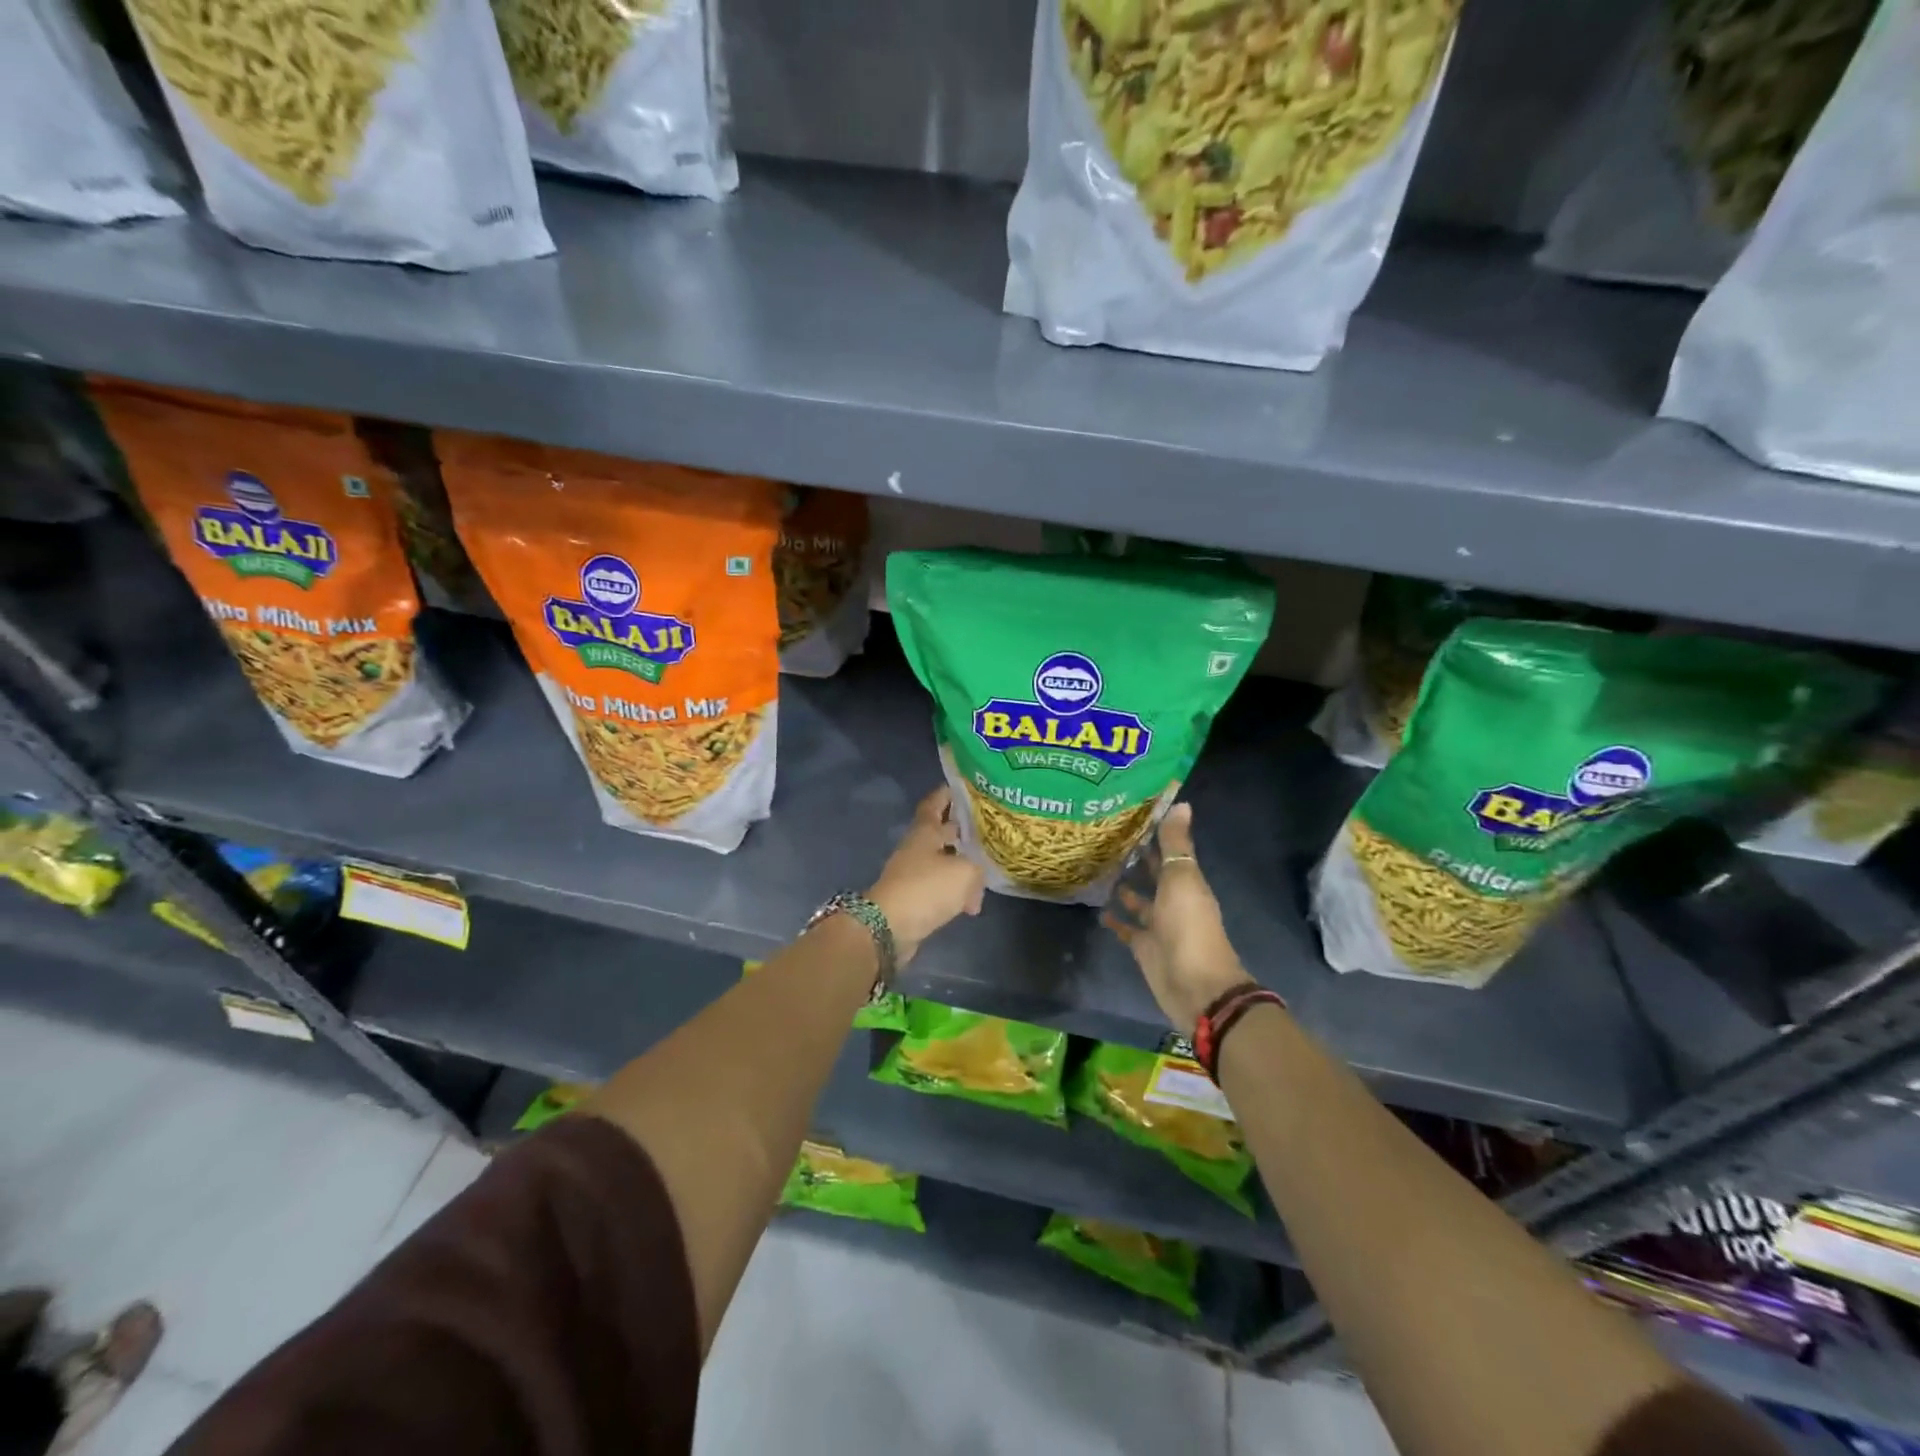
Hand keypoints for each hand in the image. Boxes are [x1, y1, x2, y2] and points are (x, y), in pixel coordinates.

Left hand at [868, 787, 985, 966]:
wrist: (889, 927)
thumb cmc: (926, 888)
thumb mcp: (965, 872)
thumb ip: (978, 866)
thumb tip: (977, 874)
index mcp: (925, 832)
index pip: (935, 803)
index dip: (947, 794)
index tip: (963, 787)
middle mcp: (918, 847)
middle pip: (942, 832)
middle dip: (962, 830)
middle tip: (989, 828)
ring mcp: (914, 872)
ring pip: (944, 861)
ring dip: (963, 866)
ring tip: (986, 872)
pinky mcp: (914, 897)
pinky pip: (940, 887)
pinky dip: (956, 891)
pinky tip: (972, 904)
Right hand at [1103, 803, 1249, 1034]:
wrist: (1195, 985)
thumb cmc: (1189, 926)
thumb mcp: (1182, 878)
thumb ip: (1176, 844)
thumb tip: (1181, 802)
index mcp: (1186, 881)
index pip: (1169, 851)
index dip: (1153, 834)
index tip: (1129, 814)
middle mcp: (1173, 899)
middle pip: (1153, 874)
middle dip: (1136, 858)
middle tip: (1106, 838)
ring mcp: (1158, 925)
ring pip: (1139, 900)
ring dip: (1125, 887)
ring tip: (1098, 868)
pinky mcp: (1144, 946)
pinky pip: (1128, 928)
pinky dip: (1116, 919)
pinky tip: (1098, 908)